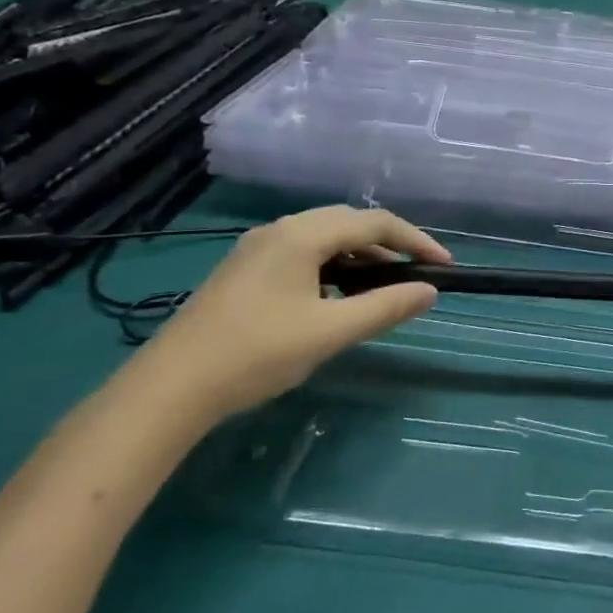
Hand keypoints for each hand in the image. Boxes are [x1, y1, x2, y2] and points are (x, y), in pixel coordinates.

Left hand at [134, 206, 449, 423]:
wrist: (169, 389)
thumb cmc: (257, 353)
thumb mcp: (331, 332)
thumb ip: (385, 307)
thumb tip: (429, 291)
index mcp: (302, 234)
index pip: (375, 223)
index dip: (415, 241)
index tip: (443, 266)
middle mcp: (280, 230)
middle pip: (349, 223)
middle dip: (389, 244)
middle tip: (415, 273)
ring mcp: (257, 249)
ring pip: (324, 238)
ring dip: (360, 256)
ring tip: (382, 286)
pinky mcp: (244, 270)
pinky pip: (303, 253)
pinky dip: (333, 265)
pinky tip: (336, 295)